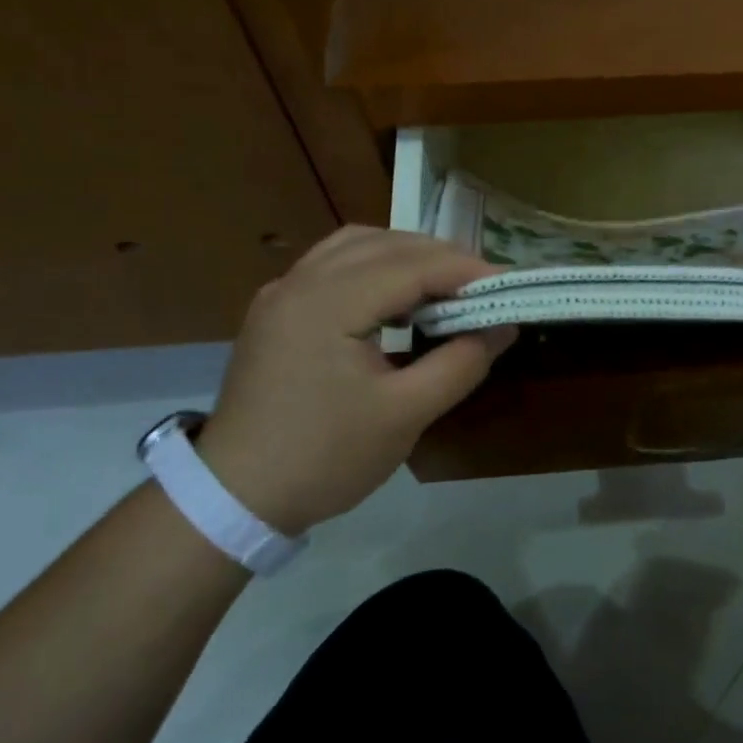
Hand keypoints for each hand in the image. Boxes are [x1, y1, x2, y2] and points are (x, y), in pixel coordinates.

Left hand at [193, 227, 514, 533]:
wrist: (233, 499)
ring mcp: (282, 293)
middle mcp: (300, 282)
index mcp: (327, 303)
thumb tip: (504, 327)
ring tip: (445, 285)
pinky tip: (396, 295)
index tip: (509, 286)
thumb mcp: (405, 416)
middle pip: (386, 244)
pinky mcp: (276, 310)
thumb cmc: (324, 458)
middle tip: (485, 287)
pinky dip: (375, 265)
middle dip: (442, 258)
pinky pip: (334, 264)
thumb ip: (461, 363)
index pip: (412, 265)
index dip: (466, 271)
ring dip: (407, 255)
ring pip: (357, 245)